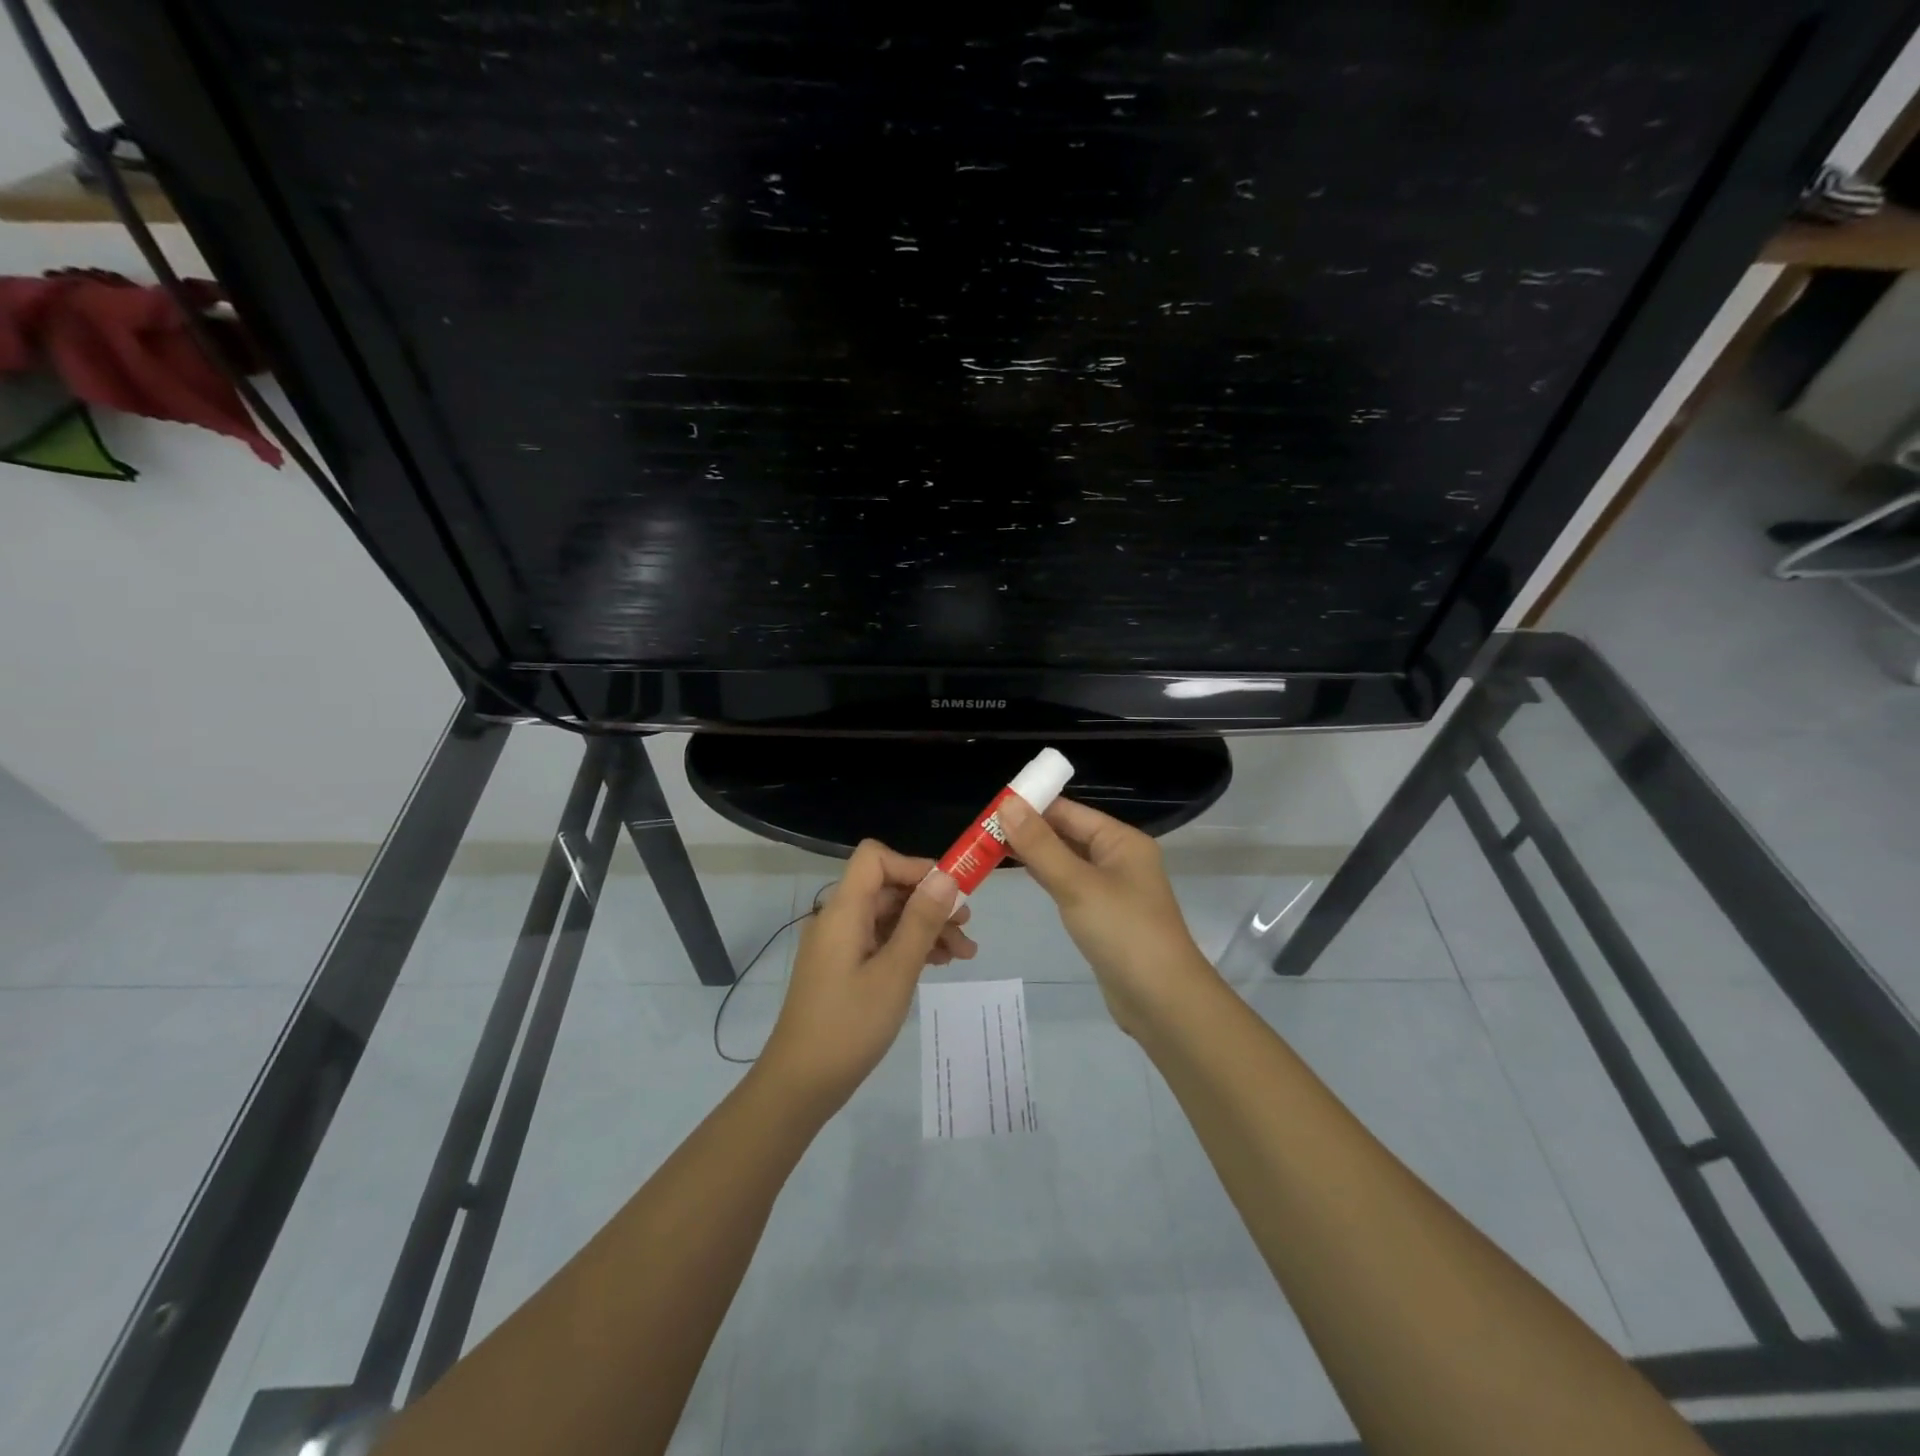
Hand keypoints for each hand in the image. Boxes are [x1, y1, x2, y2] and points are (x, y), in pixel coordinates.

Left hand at [759, 840, 973, 1110]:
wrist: (800, 1085)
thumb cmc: (849, 1026)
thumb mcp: (895, 972)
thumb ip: (921, 921)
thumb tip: (946, 876)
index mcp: (844, 911)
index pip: (875, 859)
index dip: (913, 866)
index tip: (949, 891)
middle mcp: (838, 919)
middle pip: (888, 888)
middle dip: (930, 902)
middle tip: (967, 926)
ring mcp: (840, 944)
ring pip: (889, 917)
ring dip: (926, 927)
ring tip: (965, 953)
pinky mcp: (843, 967)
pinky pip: (880, 941)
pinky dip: (909, 946)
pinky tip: (939, 964)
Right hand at [996, 796, 1218, 1036]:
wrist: (1162, 1001)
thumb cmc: (1123, 932)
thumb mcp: (1077, 884)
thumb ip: (1040, 845)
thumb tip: (1007, 804)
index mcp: (1121, 841)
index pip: (1069, 811)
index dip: (1032, 806)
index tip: (991, 808)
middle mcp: (1119, 858)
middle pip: (1068, 833)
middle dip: (1029, 830)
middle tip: (982, 830)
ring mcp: (1112, 888)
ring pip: (1067, 860)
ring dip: (1035, 853)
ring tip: (991, 848)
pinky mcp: (1103, 915)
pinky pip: (1070, 885)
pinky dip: (1047, 877)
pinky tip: (1022, 875)